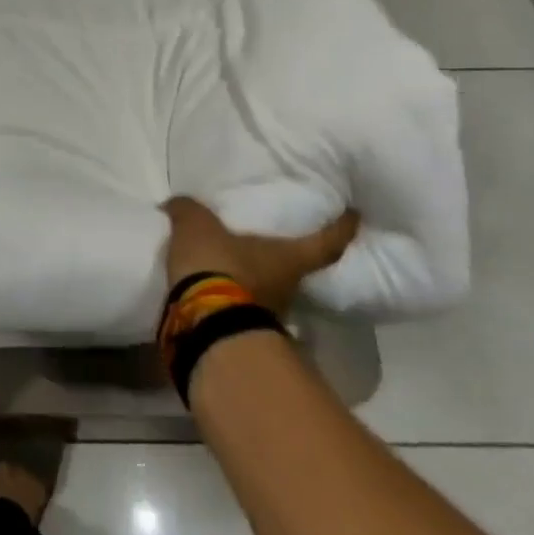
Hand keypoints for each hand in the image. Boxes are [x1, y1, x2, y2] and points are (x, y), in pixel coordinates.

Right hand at [163, 196, 358, 317]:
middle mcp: (288, 288)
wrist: (204, 327)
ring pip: (269, 289)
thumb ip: (188, 210)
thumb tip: (179, 204)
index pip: (326, 243)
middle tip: (273, 237)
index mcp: (288, 258)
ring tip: (233, 260)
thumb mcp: (196, 226)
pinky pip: (241, 304)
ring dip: (256, 277)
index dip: (342, 228)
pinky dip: (231, 294)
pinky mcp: (243, 330)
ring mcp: (269, 314)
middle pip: (297, 268)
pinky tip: (212, 284)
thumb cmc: (217, 266)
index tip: (354, 216)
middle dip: (287, 255)